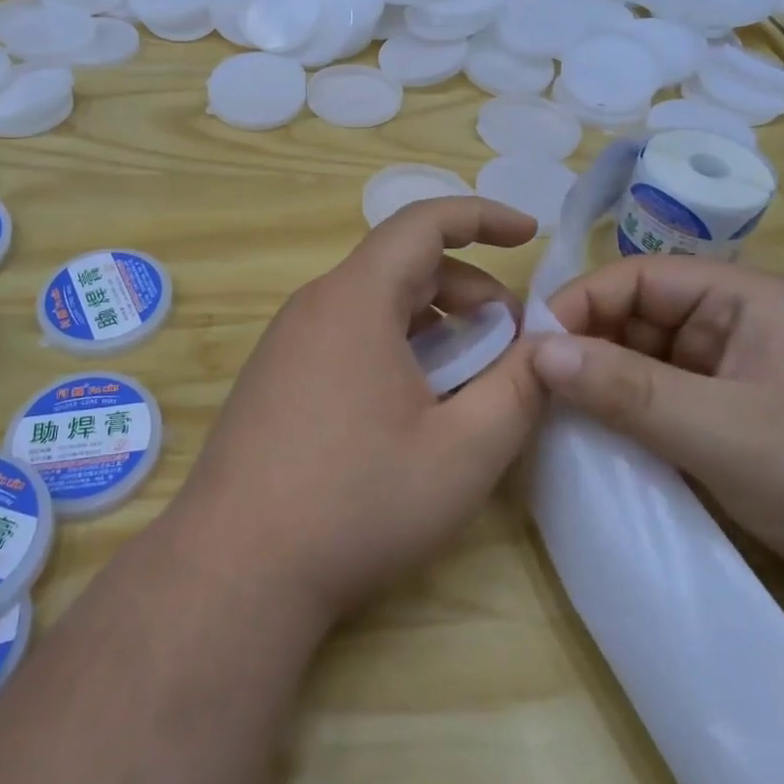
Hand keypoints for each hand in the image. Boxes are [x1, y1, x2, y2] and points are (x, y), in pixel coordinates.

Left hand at [168, 198, 544, 625]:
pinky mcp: (275, 375)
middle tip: (510, 340)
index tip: (530, 234)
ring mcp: (287, 340)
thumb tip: (547, 348)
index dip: (482, 217)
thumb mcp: (462, 451)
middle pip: (401, 265)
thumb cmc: (357, 502)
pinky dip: (394, 345)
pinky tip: (412, 405)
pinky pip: (346, 334)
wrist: (237, 566)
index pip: (423, 222)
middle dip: (467, 288)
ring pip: (374, 303)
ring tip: (469, 376)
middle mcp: (315, 304)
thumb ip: (519, 390)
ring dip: (431, 321)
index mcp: (356, 299)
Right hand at [533, 256, 783, 631]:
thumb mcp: (722, 431)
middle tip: (533, 384)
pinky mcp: (732, 419)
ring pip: (644, 359)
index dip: (580, 304)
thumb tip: (537, 353)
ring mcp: (734, 373)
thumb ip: (626, 389)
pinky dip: (626, 413)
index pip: (637, 278)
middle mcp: (734, 324)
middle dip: (586, 344)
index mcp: (743, 298)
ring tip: (552, 410)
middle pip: (637, 316)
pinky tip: (595, 435)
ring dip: (602, 381)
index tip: (530, 347)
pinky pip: (661, 400)